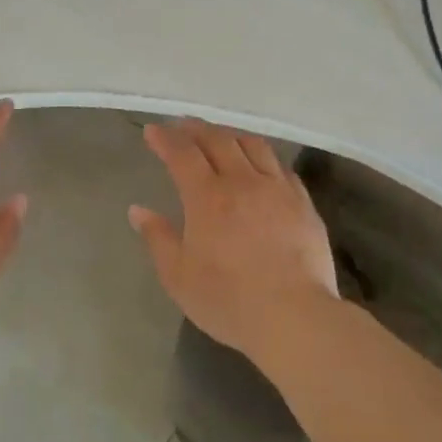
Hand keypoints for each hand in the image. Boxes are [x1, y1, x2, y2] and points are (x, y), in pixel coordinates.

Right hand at [128, 118, 339, 360]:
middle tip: (183, 125)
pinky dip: (262, 156)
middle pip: (218, 139)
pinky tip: (260, 164)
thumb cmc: (228, 300)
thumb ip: (158, 238)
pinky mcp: (303, 203)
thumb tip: (138, 210)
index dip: (165, 139)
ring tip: (220, 136)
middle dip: (196, 128)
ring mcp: (278, 189)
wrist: (294, 316)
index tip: (153, 132)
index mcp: (207, 197)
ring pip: (253, 145)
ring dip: (231, 134)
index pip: (182, 154)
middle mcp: (243, 182)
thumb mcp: (178, 276)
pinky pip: (281, 166)